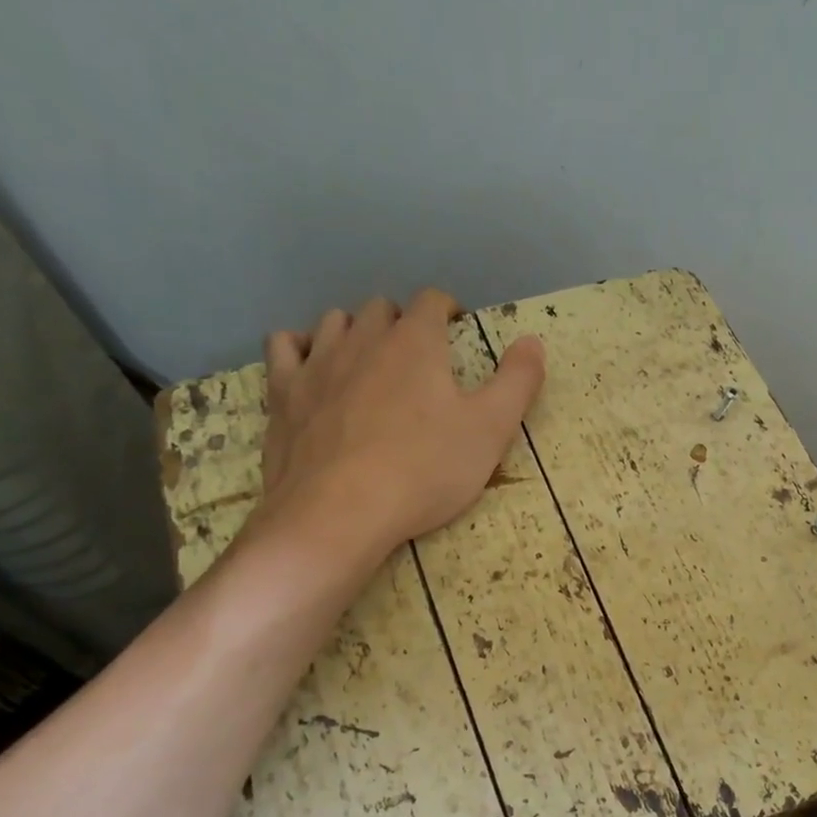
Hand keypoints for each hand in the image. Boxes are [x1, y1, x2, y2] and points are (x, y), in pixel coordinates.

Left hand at [246, 288, 545, 571]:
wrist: (339, 514)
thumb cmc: (424, 471)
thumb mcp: (490, 430)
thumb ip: (518, 381)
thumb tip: (533, 341)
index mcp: (415, 343)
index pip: (432, 302)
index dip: (448, 310)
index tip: (457, 332)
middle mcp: (362, 339)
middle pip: (381, 308)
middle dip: (402, 322)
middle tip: (418, 356)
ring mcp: (316, 364)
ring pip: (334, 322)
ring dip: (355, 331)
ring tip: (369, 360)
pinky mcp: (283, 394)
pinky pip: (284, 347)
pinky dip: (300, 348)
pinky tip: (311, 366)